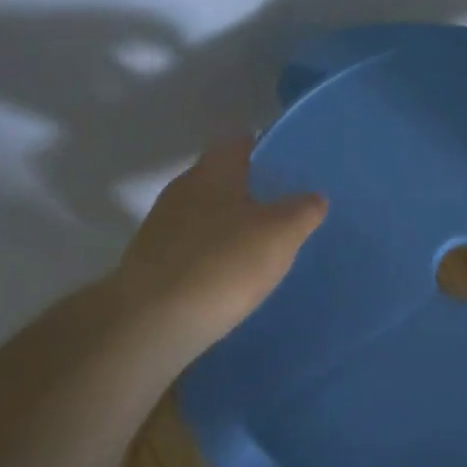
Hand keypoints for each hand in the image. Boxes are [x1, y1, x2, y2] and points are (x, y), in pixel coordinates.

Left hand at [113, 138, 326, 363]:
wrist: (154, 322)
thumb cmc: (224, 264)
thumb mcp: (280, 234)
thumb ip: (302, 211)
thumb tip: (314, 198)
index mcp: (212, 173)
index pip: (237, 143)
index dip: (262, 149)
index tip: (285, 164)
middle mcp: (182, 191)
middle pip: (219, 179)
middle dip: (247, 190)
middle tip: (281, 208)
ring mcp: (161, 228)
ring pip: (204, 214)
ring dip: (228, 225)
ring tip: (261, 245)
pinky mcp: (152, 263)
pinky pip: (192, 248)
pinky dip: (212, 254)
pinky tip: (231, 276)